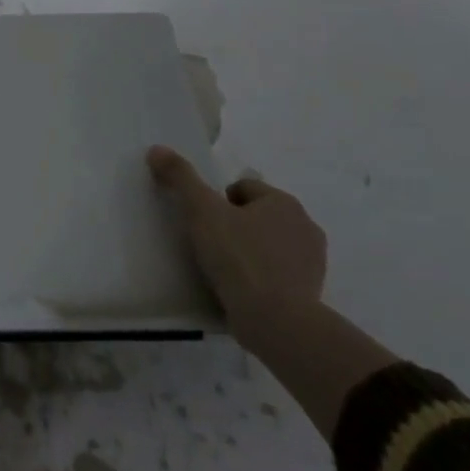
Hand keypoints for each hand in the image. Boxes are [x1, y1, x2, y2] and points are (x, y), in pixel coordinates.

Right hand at [146, 146, 327, 334]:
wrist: (276, 321)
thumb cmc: (239, 257)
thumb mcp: (202, 212)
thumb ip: (181, 178)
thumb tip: (157, 149)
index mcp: (284, 202)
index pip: (244, 188)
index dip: (218, 202)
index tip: (204, 224)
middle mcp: (305, 226)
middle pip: (257, 215)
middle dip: (236, 226)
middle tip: (211, 246)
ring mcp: (312, 262)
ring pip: (269, 244)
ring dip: (249, 251)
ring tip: (224, 271)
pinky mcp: (311, 292)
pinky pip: (278, 274)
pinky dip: (261, 277)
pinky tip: (241, 291)